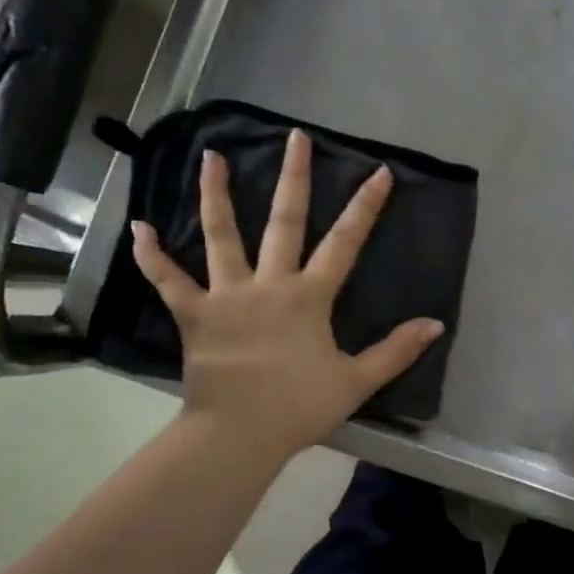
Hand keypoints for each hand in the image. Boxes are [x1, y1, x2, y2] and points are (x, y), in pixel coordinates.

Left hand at [131, 129, 444, 464]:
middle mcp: (268, 283)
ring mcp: (226, 295)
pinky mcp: (193, 314)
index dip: (365, 207)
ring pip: (221, 235)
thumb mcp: (356, 382)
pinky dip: (151, 256)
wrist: (238, 437)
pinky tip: (138, 228)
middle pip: (284, 221)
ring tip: (210, 156)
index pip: (344, 243)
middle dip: (293, 177)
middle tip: (294, 136)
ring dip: (215, 194)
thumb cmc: (297, 408)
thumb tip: (435, 324)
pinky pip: (168, 280)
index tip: (378, 172)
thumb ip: (395, 351)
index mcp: (308, 297)